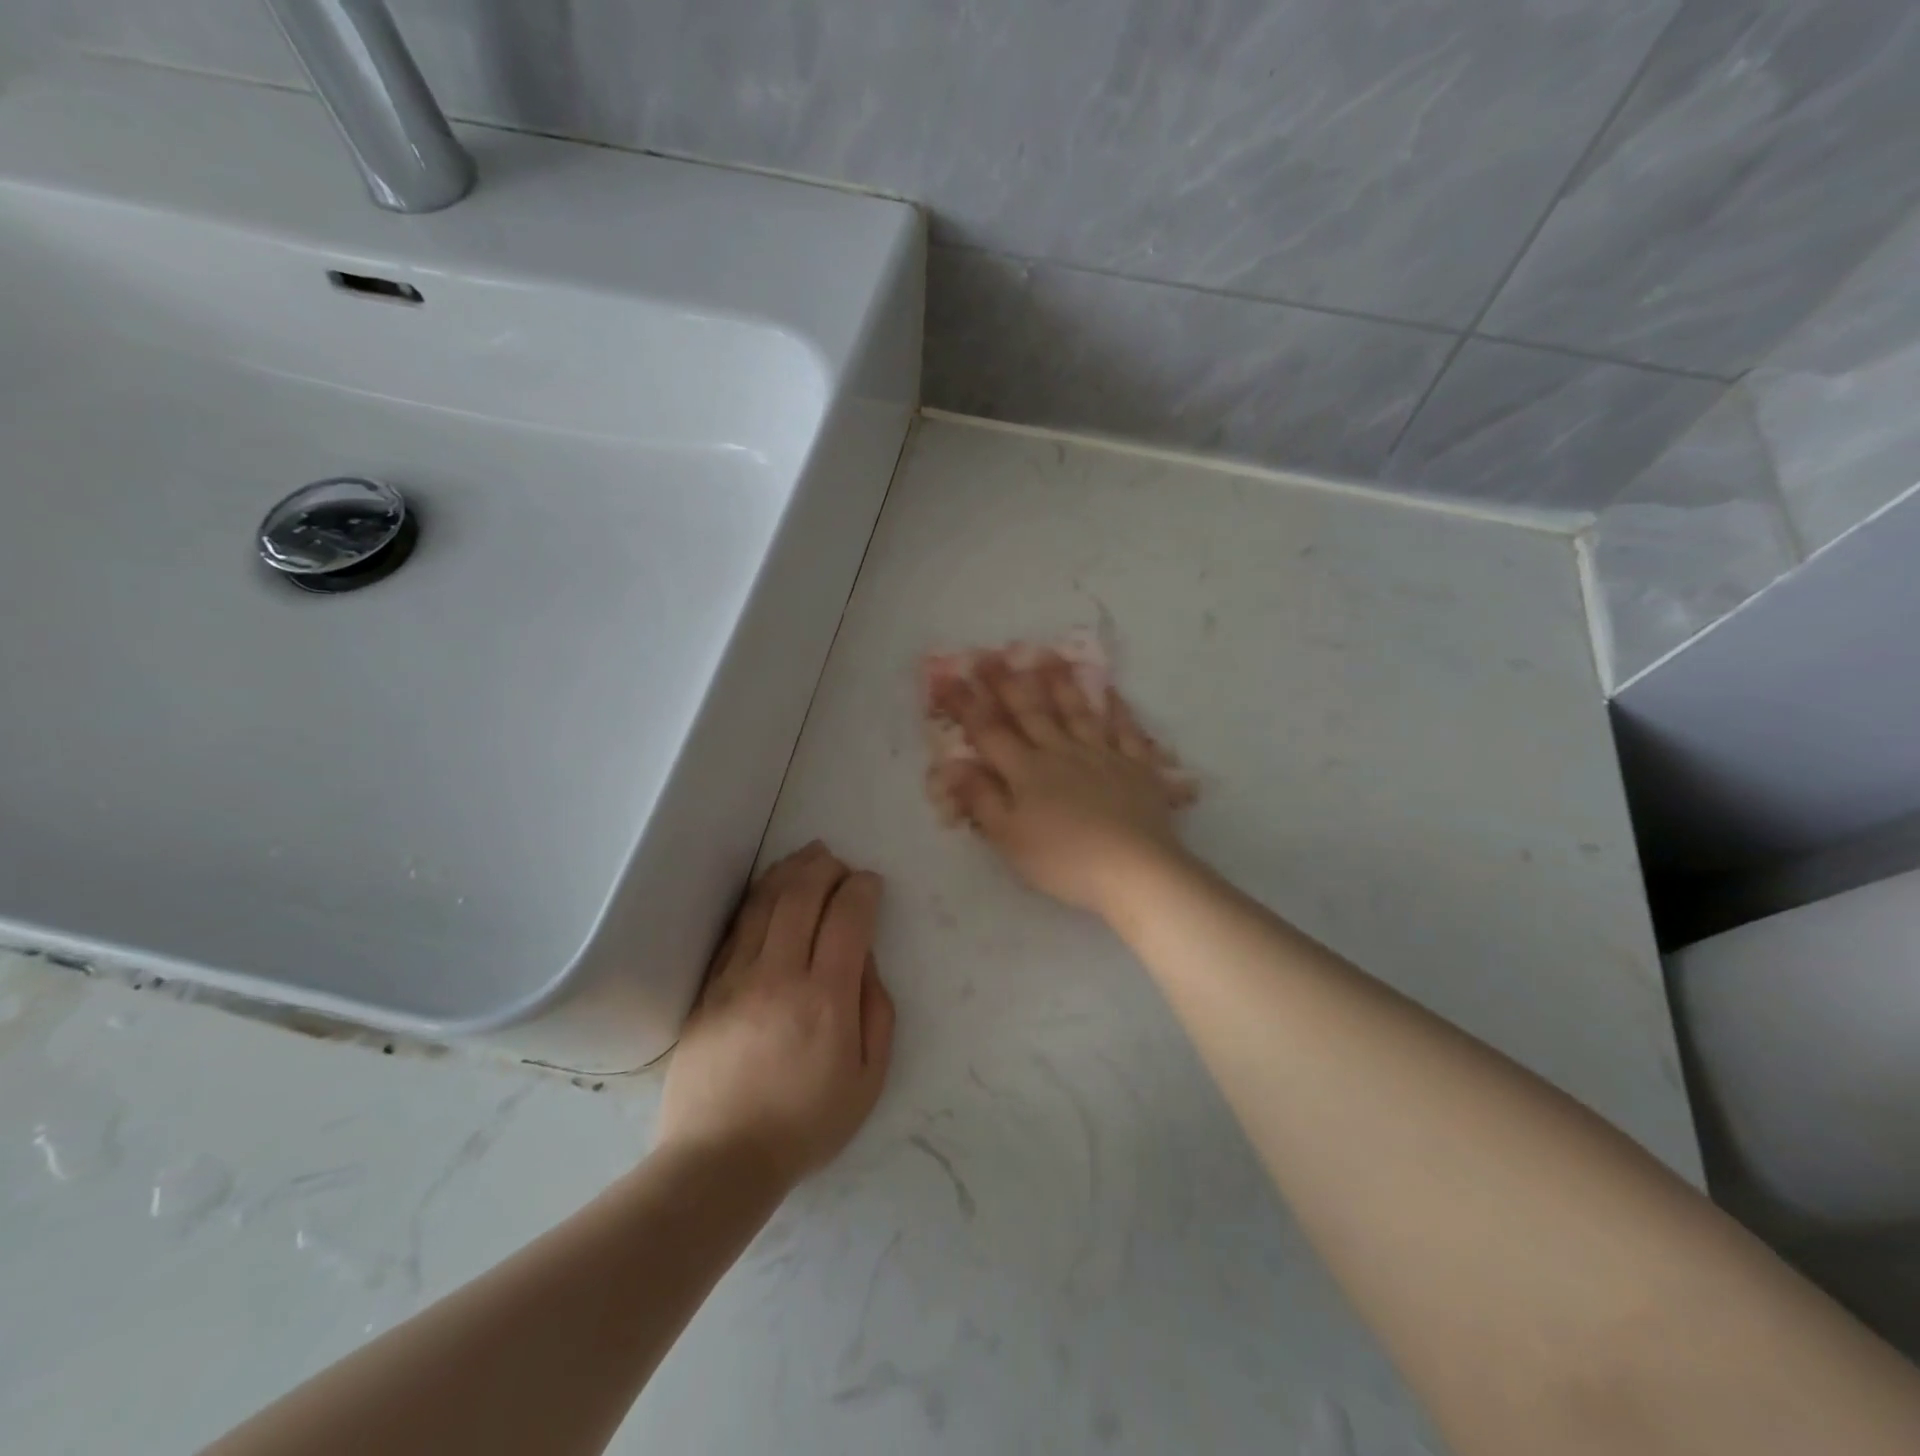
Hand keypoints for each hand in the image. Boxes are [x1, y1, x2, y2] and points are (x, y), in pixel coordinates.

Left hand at [658, 843, 895, 1186]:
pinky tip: (768, 891)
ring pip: (764, 903)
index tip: (869, 883)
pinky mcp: (709, 988)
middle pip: (802, 896)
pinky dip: (757, 900)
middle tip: (838, 862)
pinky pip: (736, 929)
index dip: (862, 889)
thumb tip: (865, 960)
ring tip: (806, 858)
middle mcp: (781, 975)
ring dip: (789, 871)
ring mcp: (738, 978)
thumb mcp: (868, 1078)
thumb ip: (877, 1011)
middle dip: (825, 868)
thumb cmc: (806, 1123)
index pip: (847, 918)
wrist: (721, 1158)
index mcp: (827, 998)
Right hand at [930, 654, 1190, 914]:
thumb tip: (953, 765)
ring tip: (1049, 657)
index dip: (967, 705)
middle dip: (1007, 683)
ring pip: (1077, 712)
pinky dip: (1118, 710)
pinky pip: (1126, 731)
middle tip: (991, 655)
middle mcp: (1062, 752)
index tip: (948, 678)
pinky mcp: (1137, 768)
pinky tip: (1111, 693)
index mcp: (1027, 771)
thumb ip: (981, 799)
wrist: (1134, 868)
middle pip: (1031, 712)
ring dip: (1061, 685)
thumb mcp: (1009, 837)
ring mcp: (1102, 756)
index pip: (989, 731)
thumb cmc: (1064, 859)